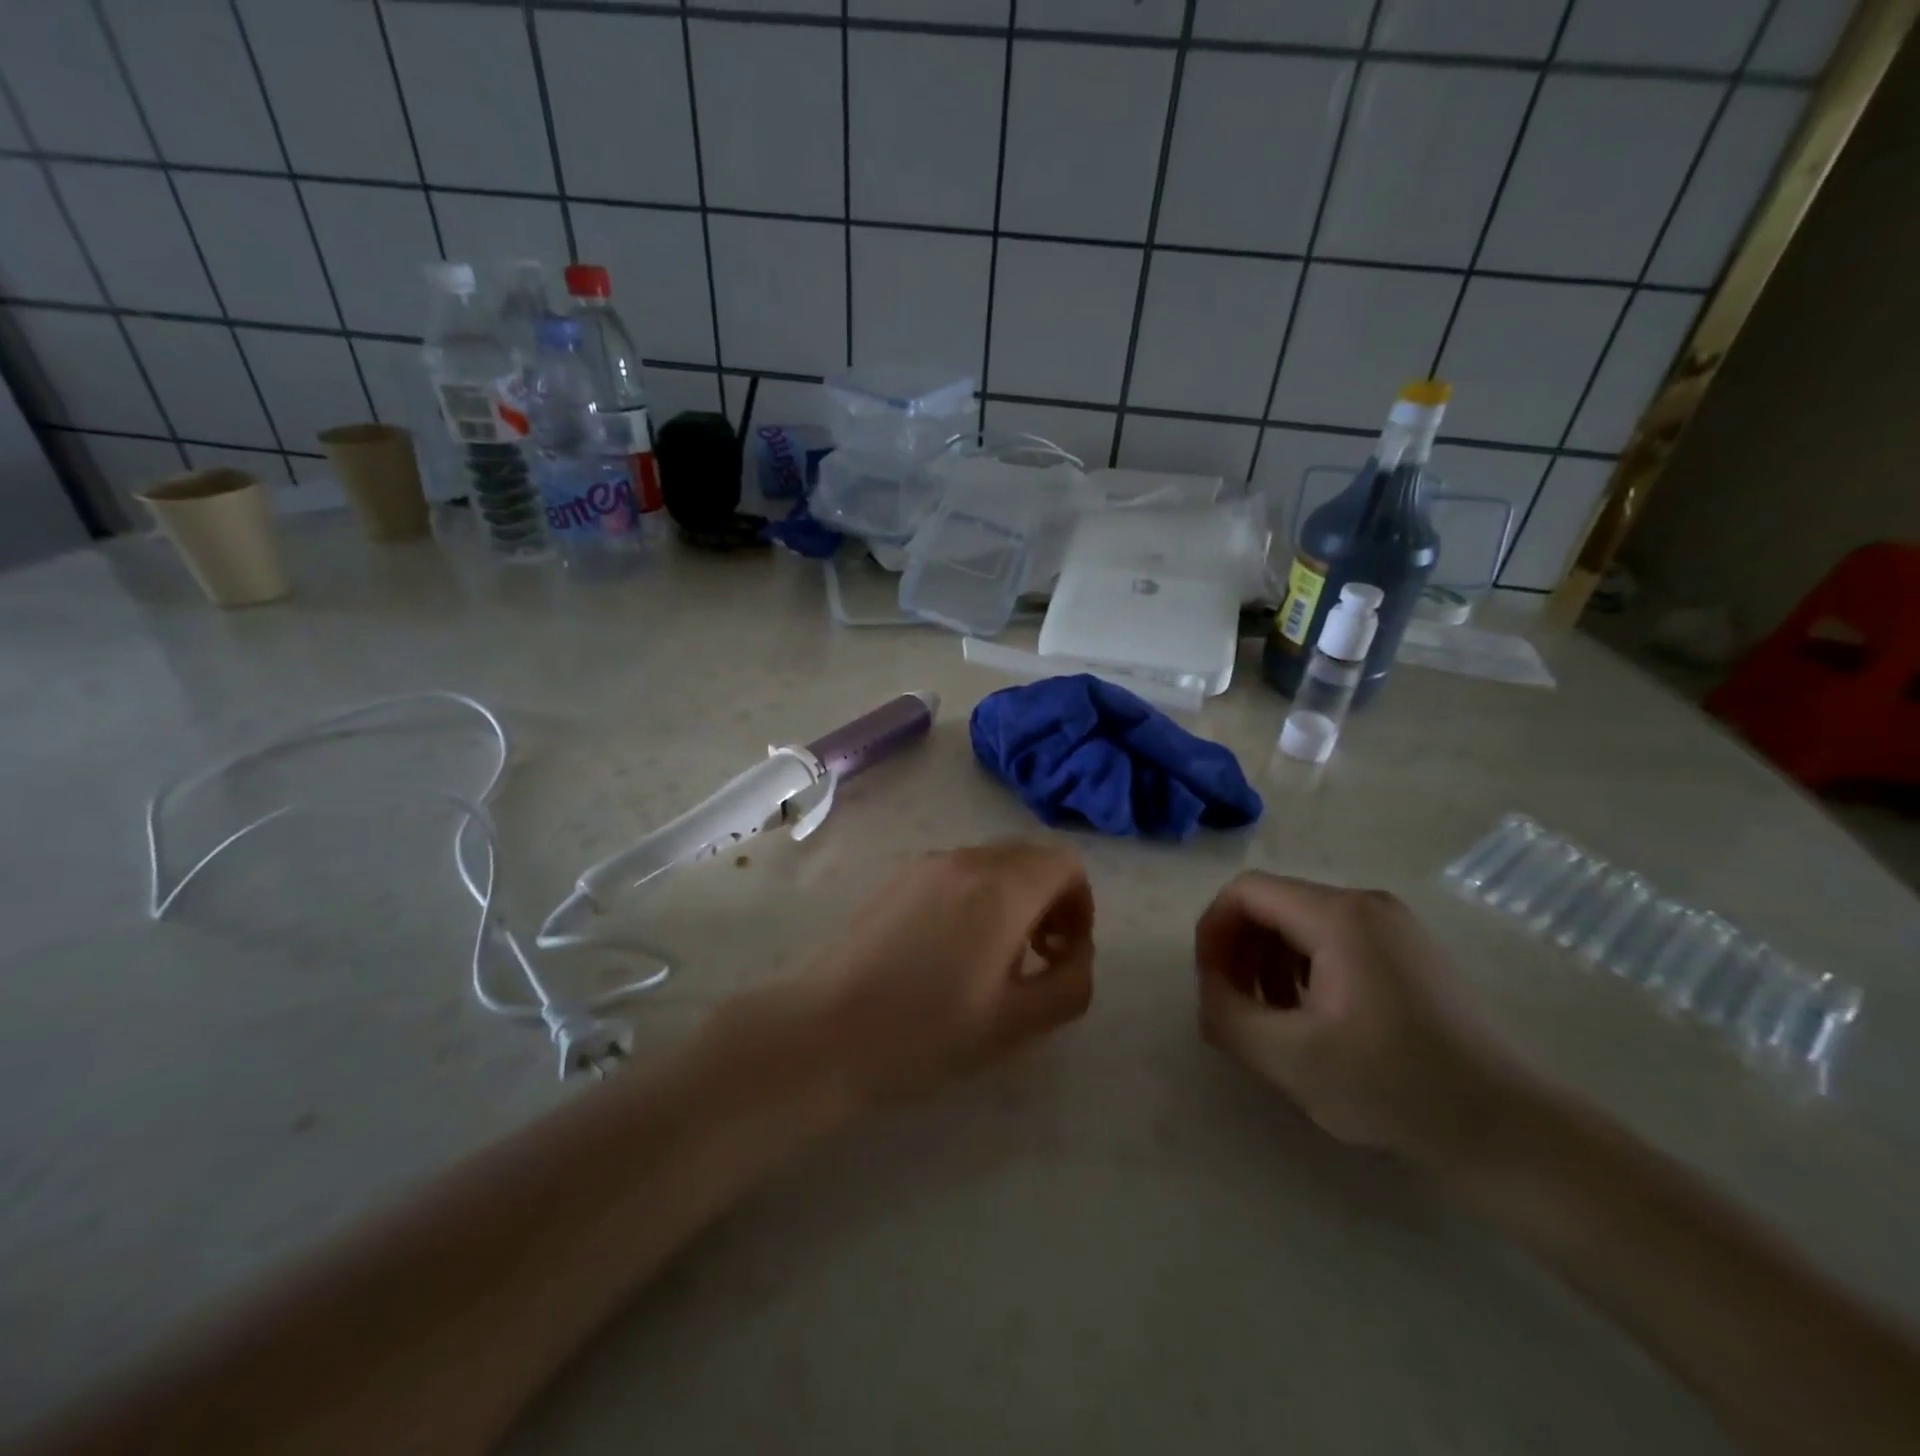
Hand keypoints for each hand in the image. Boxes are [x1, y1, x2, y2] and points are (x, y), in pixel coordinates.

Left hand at [780, 840, 1095, 1108]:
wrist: (826, 1030)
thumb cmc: (927, 1031)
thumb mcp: (1017, 1023)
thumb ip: (1070, 983)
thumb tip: (1077, 954)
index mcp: (1002, 887)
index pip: (1065, 863)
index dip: (1080, 905)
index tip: (1065, 952)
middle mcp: (967, 860)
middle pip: (1030, 857)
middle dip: (1049, 900)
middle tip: (1038, 956)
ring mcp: (927, 865)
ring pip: (993, 863)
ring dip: (1013, 898)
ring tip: (996, 958)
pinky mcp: (898, 878)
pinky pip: (958, 872)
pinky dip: (977, 895)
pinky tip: (953, 950)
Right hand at [1194, 873, 1530, 1166]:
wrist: (1505, 1129)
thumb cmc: (1393, 1086)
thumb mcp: (1289, 1058)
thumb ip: (1226, 1015)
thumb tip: (1209, 990)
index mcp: (1338, 915)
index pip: (1245, 892)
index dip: (1213, 932)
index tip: (1210, 986)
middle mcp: (1365, 904)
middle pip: (1272, 905)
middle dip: (1240, 952)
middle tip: (1234, 1007)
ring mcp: (1392, 926)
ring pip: (1300, 924)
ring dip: (1268, 964)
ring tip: (1271, 1020)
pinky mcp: (1407, 951)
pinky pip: (1332, 941)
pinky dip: (1303, 970)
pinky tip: (1312, 1020)